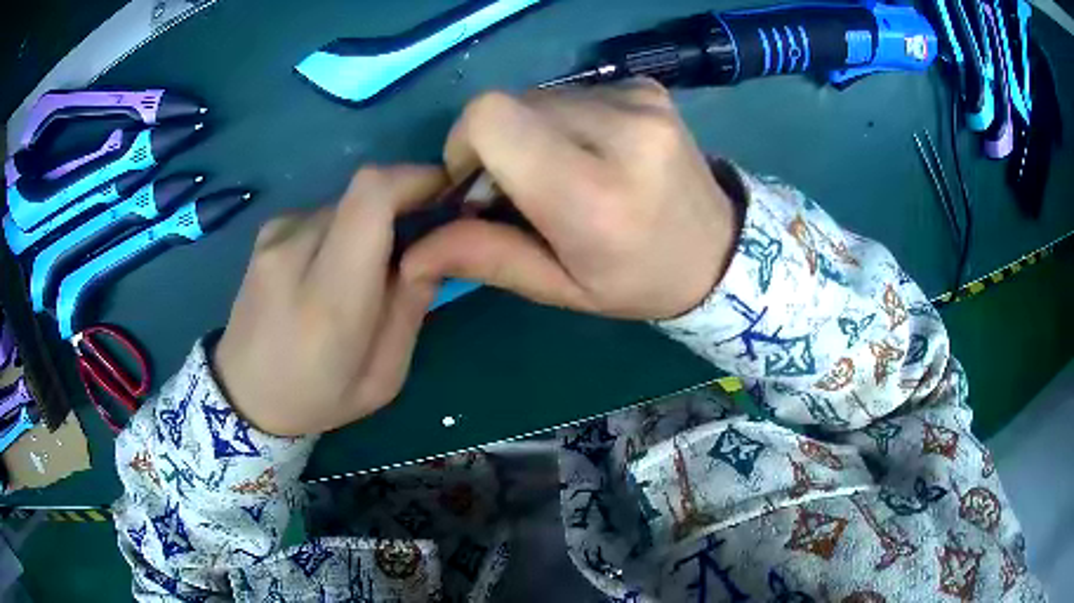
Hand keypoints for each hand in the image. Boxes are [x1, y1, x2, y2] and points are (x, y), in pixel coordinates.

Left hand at [214, 167, 445, 436]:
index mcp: (328, 297)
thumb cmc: (319, 397)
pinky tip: (331, 269)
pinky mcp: (266, 232)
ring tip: (367, 270)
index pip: (371, 196)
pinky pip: (323, 213)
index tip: (446, 195)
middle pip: (364, 191)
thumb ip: (411, 305)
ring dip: (371, 222)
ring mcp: (274, 236)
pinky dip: (343, 229)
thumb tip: (432, 245)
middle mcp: (294, 250)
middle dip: (403, 203)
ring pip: (346, 202)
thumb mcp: (384, 375)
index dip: (415, 180)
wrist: (244, 395)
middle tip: (417, 243)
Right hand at [403, 79, 740, 320]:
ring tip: (569, 171)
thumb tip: (413, 250)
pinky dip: (569, 120)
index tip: (475, 182)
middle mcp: (620, 132)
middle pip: (510, 104)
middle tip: (525, 187)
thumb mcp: (562, 287)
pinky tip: (598, 152)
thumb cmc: (639, 281)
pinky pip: (576, 92)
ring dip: (535, 132)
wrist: (721, 251)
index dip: (464, 143)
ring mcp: (639, 102)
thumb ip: (485, 258)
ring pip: (540, 96)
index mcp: (593, 194)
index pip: (491, 119)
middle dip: (498, 144)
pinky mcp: (648, 88)